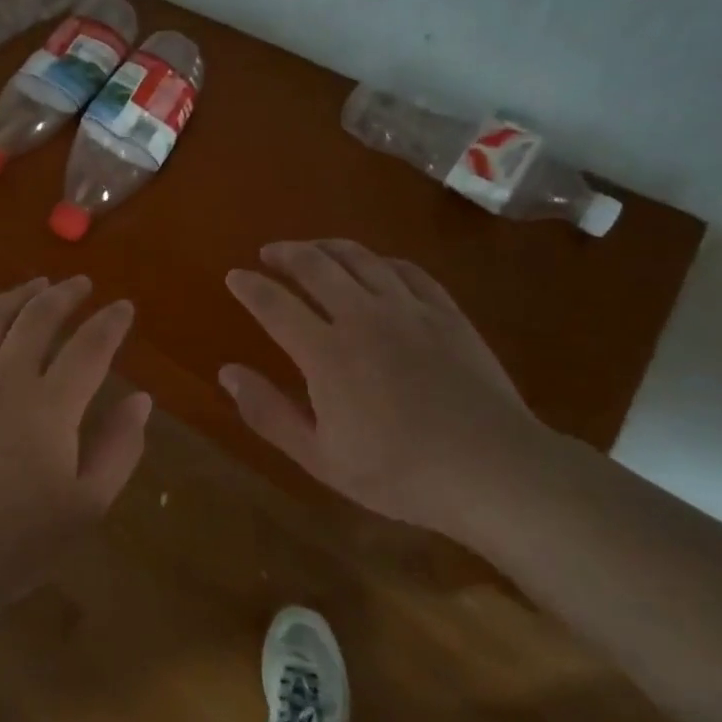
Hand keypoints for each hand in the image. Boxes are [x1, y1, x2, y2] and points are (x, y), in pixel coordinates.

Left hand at [0, 277, 151, 619]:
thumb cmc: (18, 539)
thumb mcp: (87, 506)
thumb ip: (119, 448)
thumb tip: (141, 399)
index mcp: (50, 405)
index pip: (90, 346)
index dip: (111, 322)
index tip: (124, 307)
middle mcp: (6, 378)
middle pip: (39, 317)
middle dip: (65, 294)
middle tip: (82, 284)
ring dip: (18, 295)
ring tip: (37, 285)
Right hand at [221, 240, 555, 534]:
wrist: (495, 470)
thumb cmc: (400, 473)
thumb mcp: (321, 458)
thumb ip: (269, 412)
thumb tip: (227, 372)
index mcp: (326, 352)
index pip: (274, 305)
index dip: (249, 287)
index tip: (234, 276)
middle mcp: (362, 317)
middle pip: (315, 266)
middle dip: (286, 254)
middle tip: (269, 253)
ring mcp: (408, 310)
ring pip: (360, 258)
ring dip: (328, 247)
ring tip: (313, 249)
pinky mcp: (446, 313)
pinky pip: (406, 270)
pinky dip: (380, 261)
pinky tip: (376, 265)